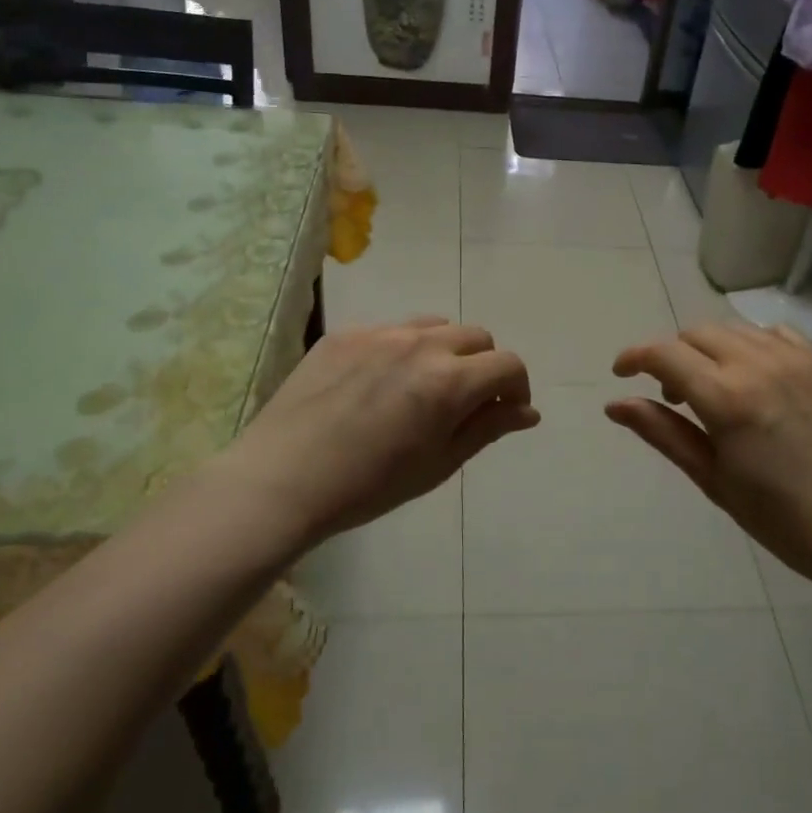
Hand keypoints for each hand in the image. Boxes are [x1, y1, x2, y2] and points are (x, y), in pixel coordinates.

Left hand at [225, 318, 538, 549]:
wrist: (282, 479)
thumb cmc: (369, 486)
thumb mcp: (439, 464)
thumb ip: (488, 428)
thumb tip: (529, 411)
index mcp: (450, 381)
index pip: (508, 364)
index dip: (516, 387)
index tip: (505, 411)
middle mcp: (421, 344)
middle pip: (476, 337)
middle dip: (483, 366)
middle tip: (464, 403)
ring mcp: (380, 333)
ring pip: (436, 326)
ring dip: (446, 351)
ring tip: (424, 387)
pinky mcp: (345, 333)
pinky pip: (392, 329)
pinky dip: (404, 349)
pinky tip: (380, 383)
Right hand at [607, 323, 811, 592]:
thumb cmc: (782, 519)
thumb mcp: (713, 479)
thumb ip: (663, 433)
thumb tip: (615, 404)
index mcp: (726, 397)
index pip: (664, 354)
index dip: (634, 357)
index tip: (621, 373)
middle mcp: (759, 364)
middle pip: (697, 334)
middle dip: (672, 355)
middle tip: (671, 395)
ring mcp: (797, 359)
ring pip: (734, 330)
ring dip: (710, 349)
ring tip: (713, 389)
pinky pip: (775, 335)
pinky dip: (751, 346)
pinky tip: (756, 378)